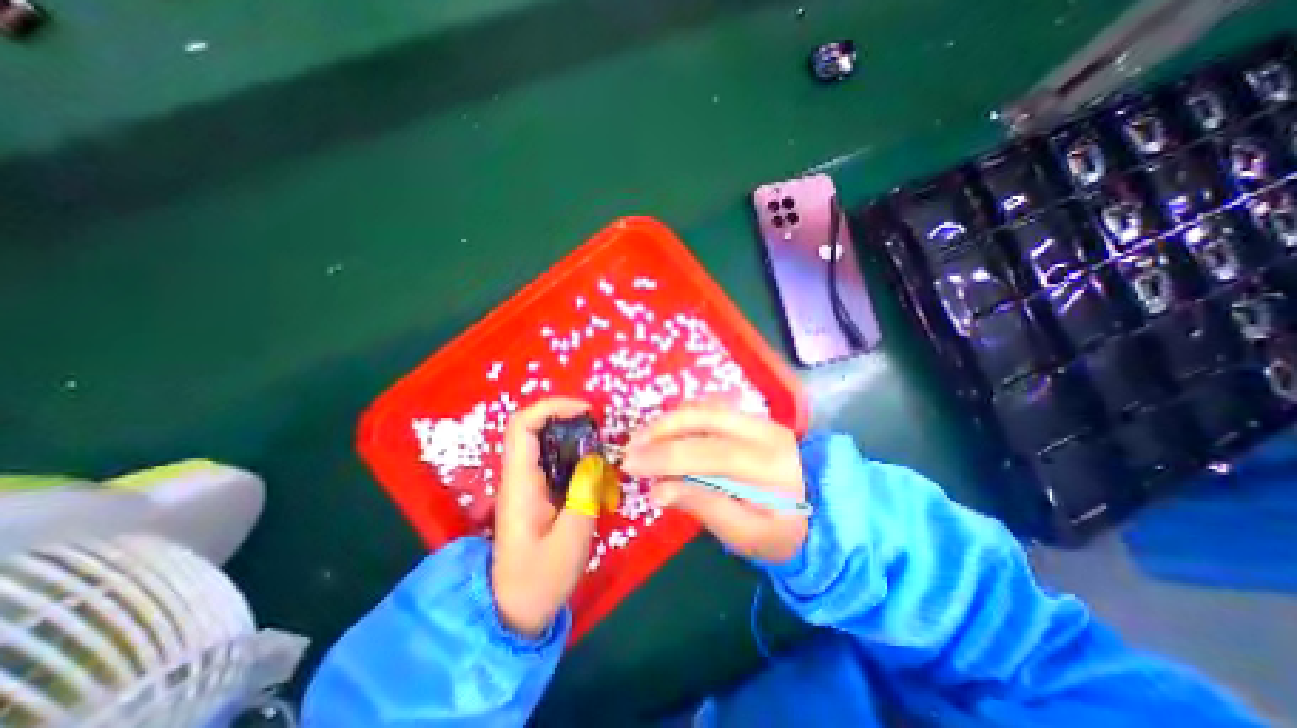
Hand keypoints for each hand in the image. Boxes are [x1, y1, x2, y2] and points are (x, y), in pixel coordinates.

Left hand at [494, 399, 600, 636]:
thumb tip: (594, 457)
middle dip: (567, 418)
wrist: (512, 612)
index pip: (522, 426)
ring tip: (601, 445)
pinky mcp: (535, 493)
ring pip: (544, 443)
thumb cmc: (539, 580)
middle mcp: (518, 477)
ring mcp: (525, 484)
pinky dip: (574, 454)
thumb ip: (585, 493)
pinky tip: (594, 467)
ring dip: (572, 435)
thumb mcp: (571, 539)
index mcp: (520, 483)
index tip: (585, 411)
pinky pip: (552, 461)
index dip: (551, 407)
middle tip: (599, 427)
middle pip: (533, 428)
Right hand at [622, 402, 807, 561]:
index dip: (666, 456)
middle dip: (661, 431)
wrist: (815, 508)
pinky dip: (681, 419)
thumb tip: (658, 490)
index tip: (630, 465)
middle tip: (630, 449)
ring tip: (641, 441)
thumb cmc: (780, 531)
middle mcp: (764, 430)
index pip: (710, 453)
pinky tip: (664, 433)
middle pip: (704, 418)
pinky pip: (708, 409)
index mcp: (770, 465)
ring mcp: (757, 418)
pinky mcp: (749, 416)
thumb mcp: (746, 535)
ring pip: (704, 408)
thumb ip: (704, 508)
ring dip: (667, 422)